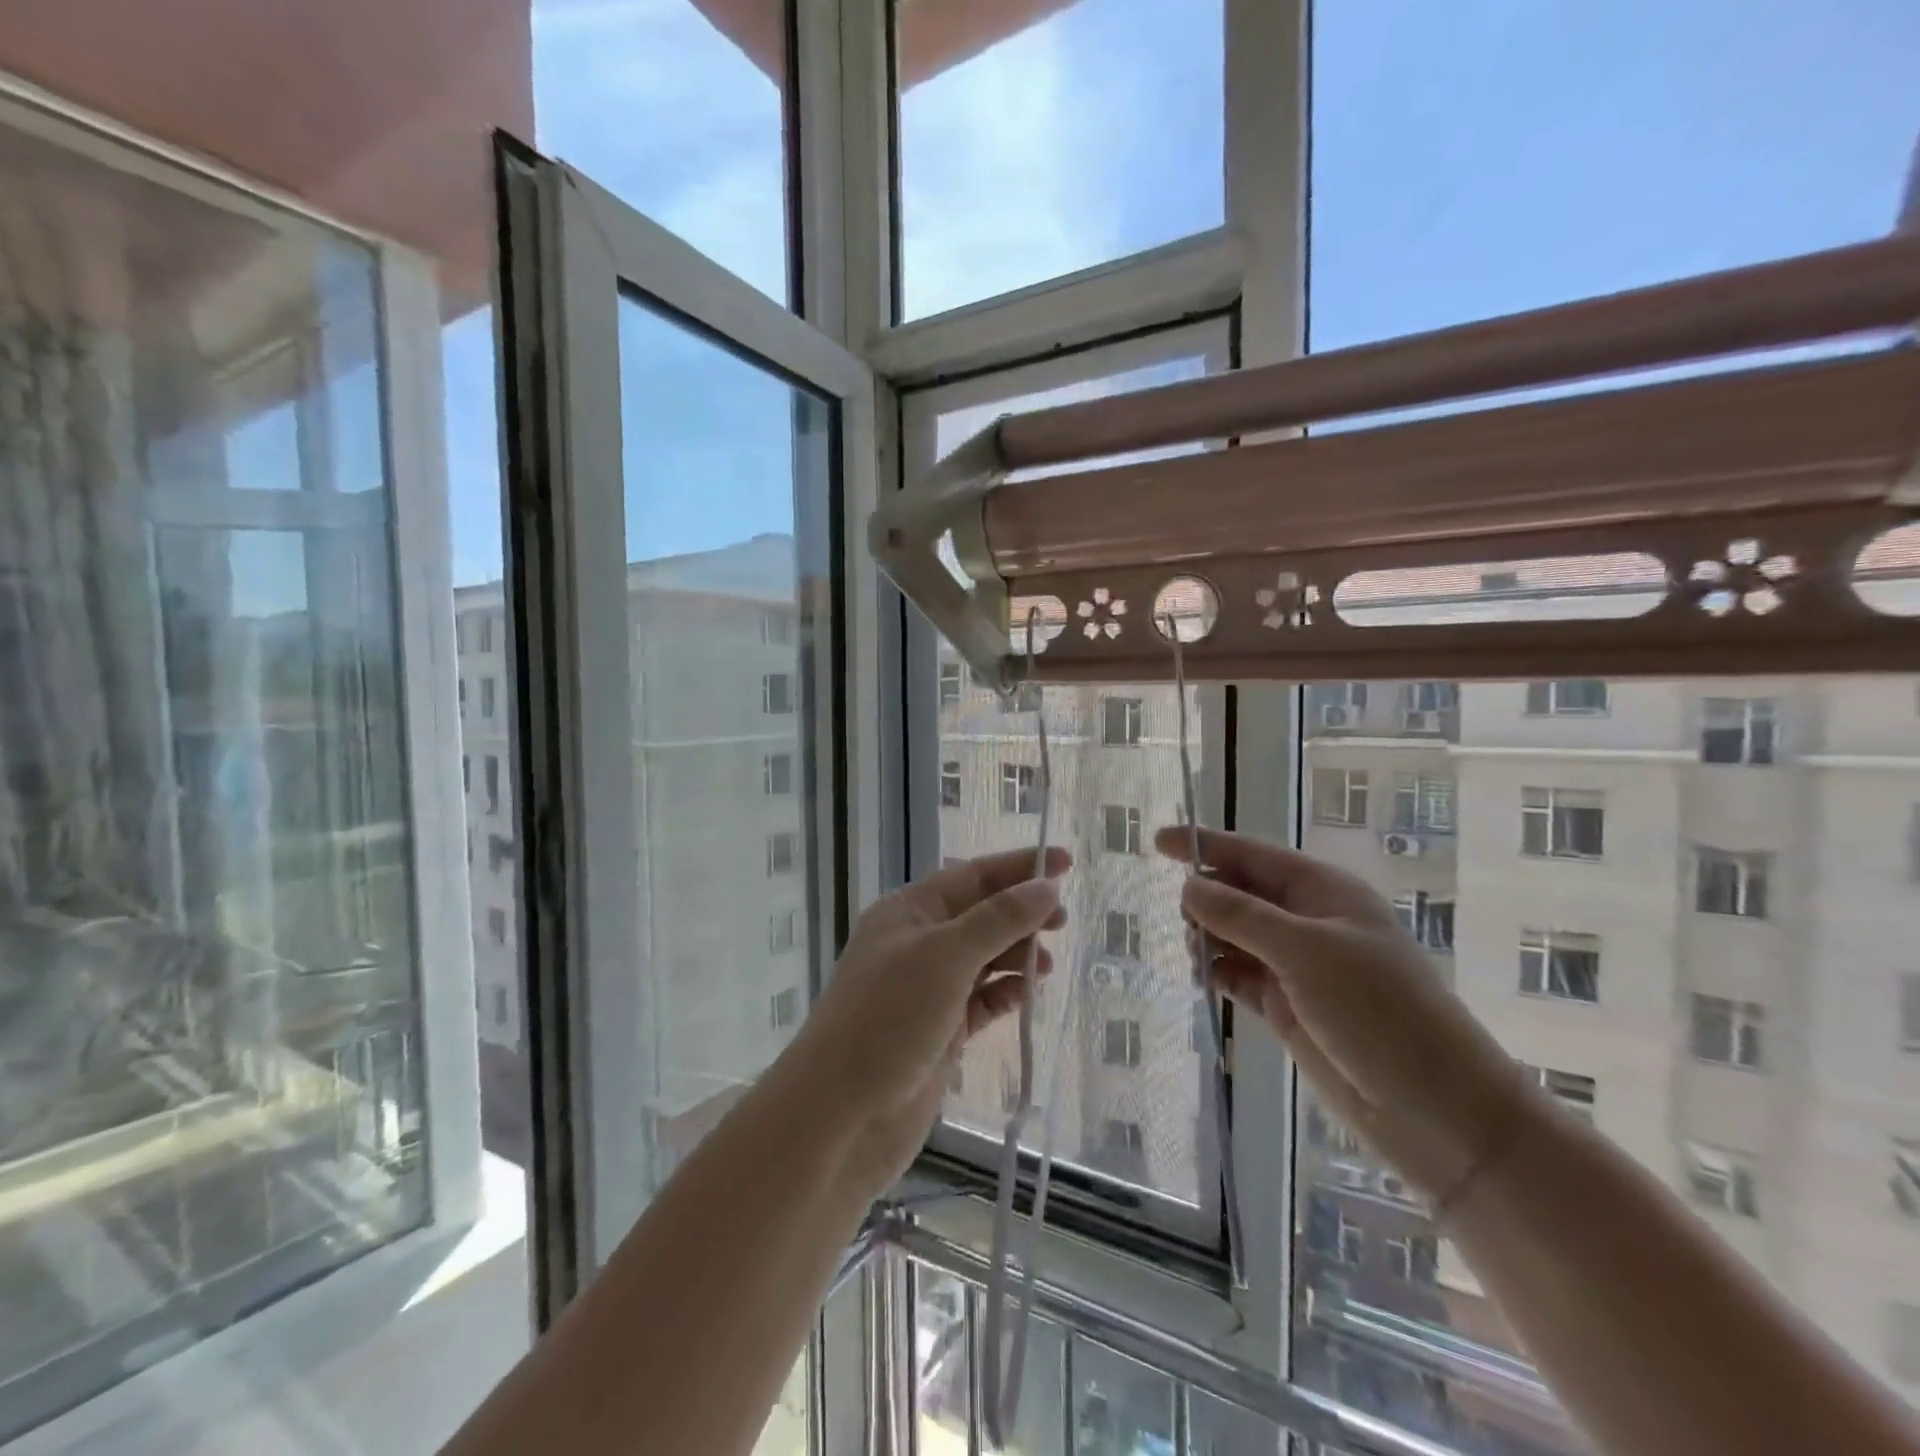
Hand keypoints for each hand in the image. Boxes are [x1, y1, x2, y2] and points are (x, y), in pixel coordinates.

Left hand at [786, 846, 1071, 1188]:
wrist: (840, 1116)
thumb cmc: (888, 1019)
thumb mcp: (944, 957)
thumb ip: (999, 920)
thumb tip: (1047, 887)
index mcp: (908, 912)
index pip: (971, 876)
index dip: (1018, 867)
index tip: (1065, 862)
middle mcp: (917, 944)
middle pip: (980, 914)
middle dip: (1021, 912)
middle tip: (1063, 922)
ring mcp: (928, 990)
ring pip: (983, 958)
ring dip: (1016, 954)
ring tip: (1047, 965)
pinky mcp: (940, 1032)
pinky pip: (982, 1000)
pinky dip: (1005, 993)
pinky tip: (1027, 994)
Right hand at [1158, 827, 1526, 1201]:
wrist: (1437, 1111)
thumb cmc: (1380, 1013)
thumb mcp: (1307, 952)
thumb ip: (1241, 916)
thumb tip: (1188, 886)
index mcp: (1323, 892)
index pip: (1252, 854)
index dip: (1204, 845)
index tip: (1156, 842)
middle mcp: (1308, 922)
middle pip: (1239, 893)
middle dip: (1206, 899)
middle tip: (1186, 925)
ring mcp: (1297, 966)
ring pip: (1233, 935)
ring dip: (1208, 939)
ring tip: (1196, 959)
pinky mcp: (1287, 1006)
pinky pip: (1238, 975)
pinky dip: (1217, 973)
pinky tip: (1204, 981)